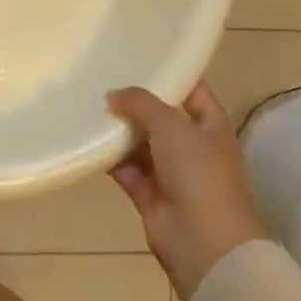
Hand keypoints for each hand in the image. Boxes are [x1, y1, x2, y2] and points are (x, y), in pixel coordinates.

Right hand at [107, 83, 269, 300]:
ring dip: (120, 130)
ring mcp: (172, 173)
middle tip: (103, 79)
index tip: (138, 58)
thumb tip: (113, 95)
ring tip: (89, 105)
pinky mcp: (151, 196)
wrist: (203, 242)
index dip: (168, 74)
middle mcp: (193, 146)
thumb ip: (141, 103)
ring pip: (141, 143)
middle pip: (161, 117)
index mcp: (211, 125)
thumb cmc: (198, 172)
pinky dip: (111, 158)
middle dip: (135, 102)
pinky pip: (127, 169)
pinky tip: (88, 140)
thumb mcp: (171, 124)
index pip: (191, 90)